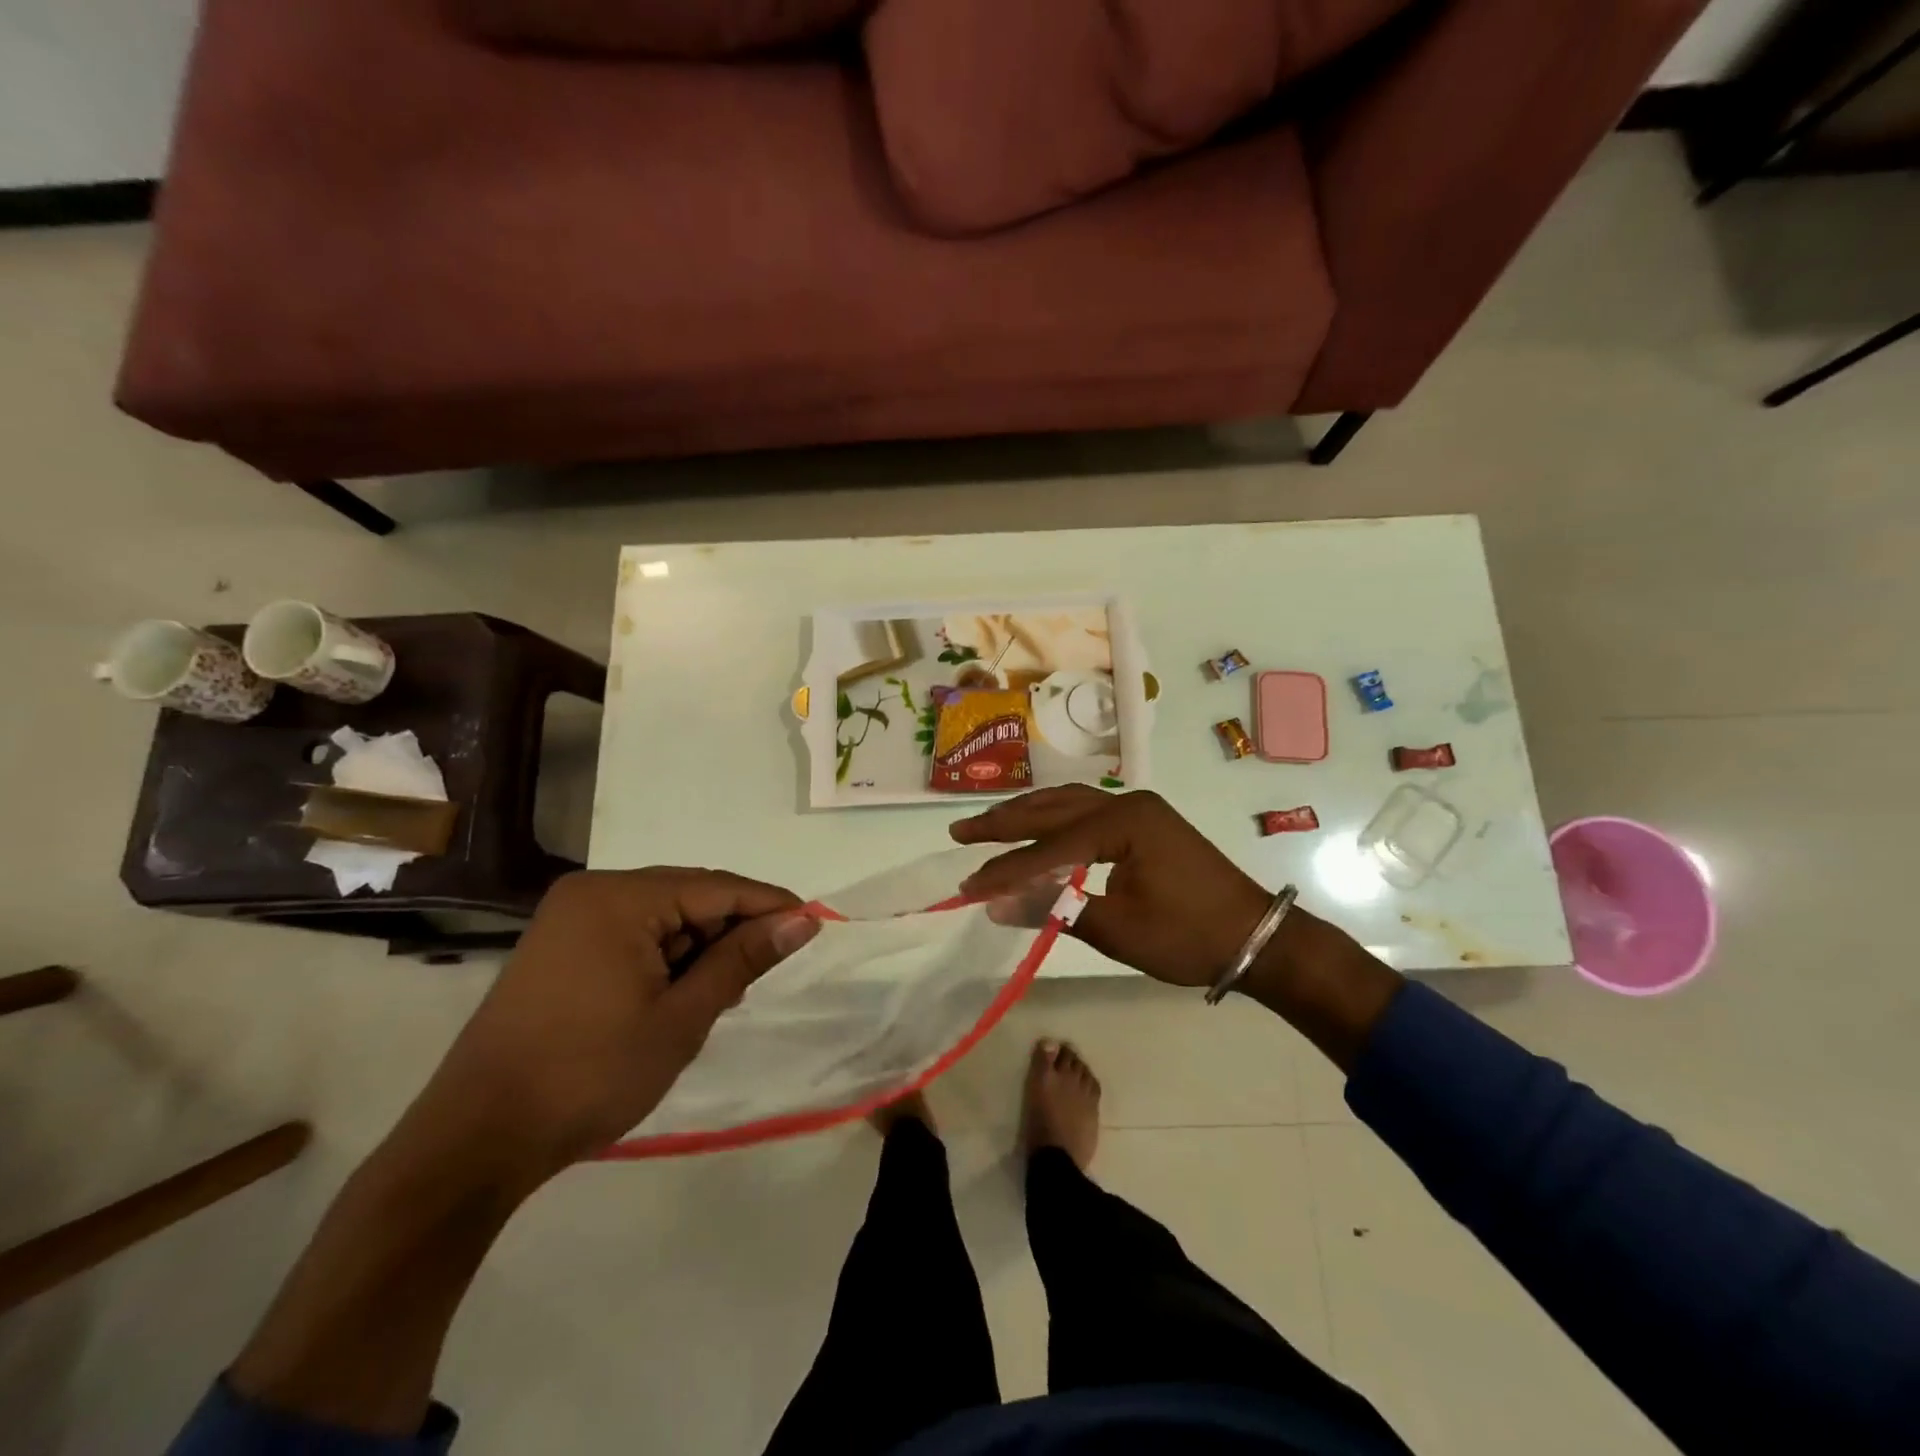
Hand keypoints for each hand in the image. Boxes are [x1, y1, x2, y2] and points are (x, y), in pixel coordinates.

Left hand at [406, 868, 816, 1183]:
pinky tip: (677, 996)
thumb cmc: (590, 1074)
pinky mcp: (559, 946)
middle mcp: (592, 892)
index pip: (716, 887)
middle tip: (759, 978)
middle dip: (729, 933)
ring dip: (697, 950)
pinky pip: (632, 934)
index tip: (813, 925)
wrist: (476, 1140)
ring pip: (662, 917)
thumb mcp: (681, 1017)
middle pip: (688, 896)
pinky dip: (664, 960)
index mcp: (618, 897)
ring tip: (717, 997)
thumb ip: (743, 959)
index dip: (769, 905)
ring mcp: (570, 918)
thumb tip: (802, 921)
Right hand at [951, 787, 1269, 988]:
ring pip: (1069, 805)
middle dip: (1004, 823)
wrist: (1257, 938)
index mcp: (1123, 822)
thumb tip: (993, 904)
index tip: (968, 886)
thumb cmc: (1189, 936)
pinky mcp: (1146, 823)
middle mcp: (1127, 803)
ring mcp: (1139, 810)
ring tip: (987, 826)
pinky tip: (1037, 829)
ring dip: (1027, 816)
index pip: (1049, 846)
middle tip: (960, 832)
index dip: (1006, 869)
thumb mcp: (1117, 928)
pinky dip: (1055, 822)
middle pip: (1053, 809)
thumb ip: (1054, 908)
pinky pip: (1087, 814)